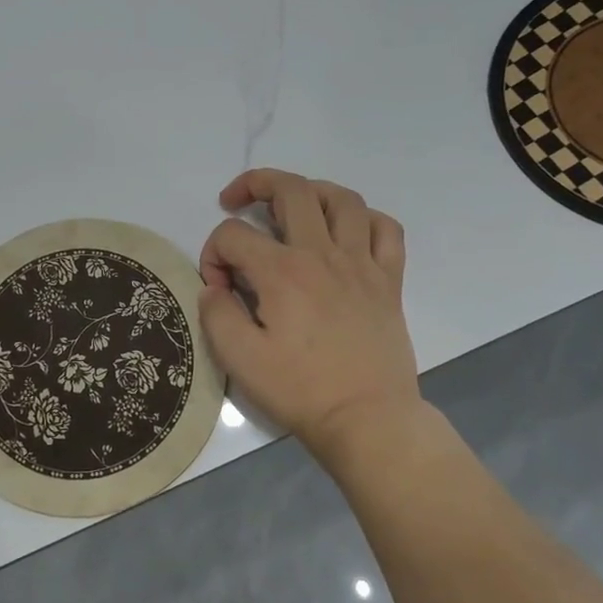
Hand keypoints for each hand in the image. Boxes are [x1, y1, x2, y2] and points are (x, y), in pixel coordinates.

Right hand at [199, 170, 422, 462]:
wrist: (367, 418)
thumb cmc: (300, 390)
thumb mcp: (239, 359)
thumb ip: (216, 313)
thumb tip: (214, 288)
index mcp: (282, 272)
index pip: (233, 235)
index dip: (213, 254)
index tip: (217, 289)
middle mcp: (322, 254)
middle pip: (291, 190)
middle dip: (255, 184)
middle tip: (236, 200)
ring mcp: (362, 264)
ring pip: (342, 199)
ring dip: (311, 190)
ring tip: (292, 204)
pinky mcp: (389, 281)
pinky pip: (385, 229)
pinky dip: (364, 218)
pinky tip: (346, 231)